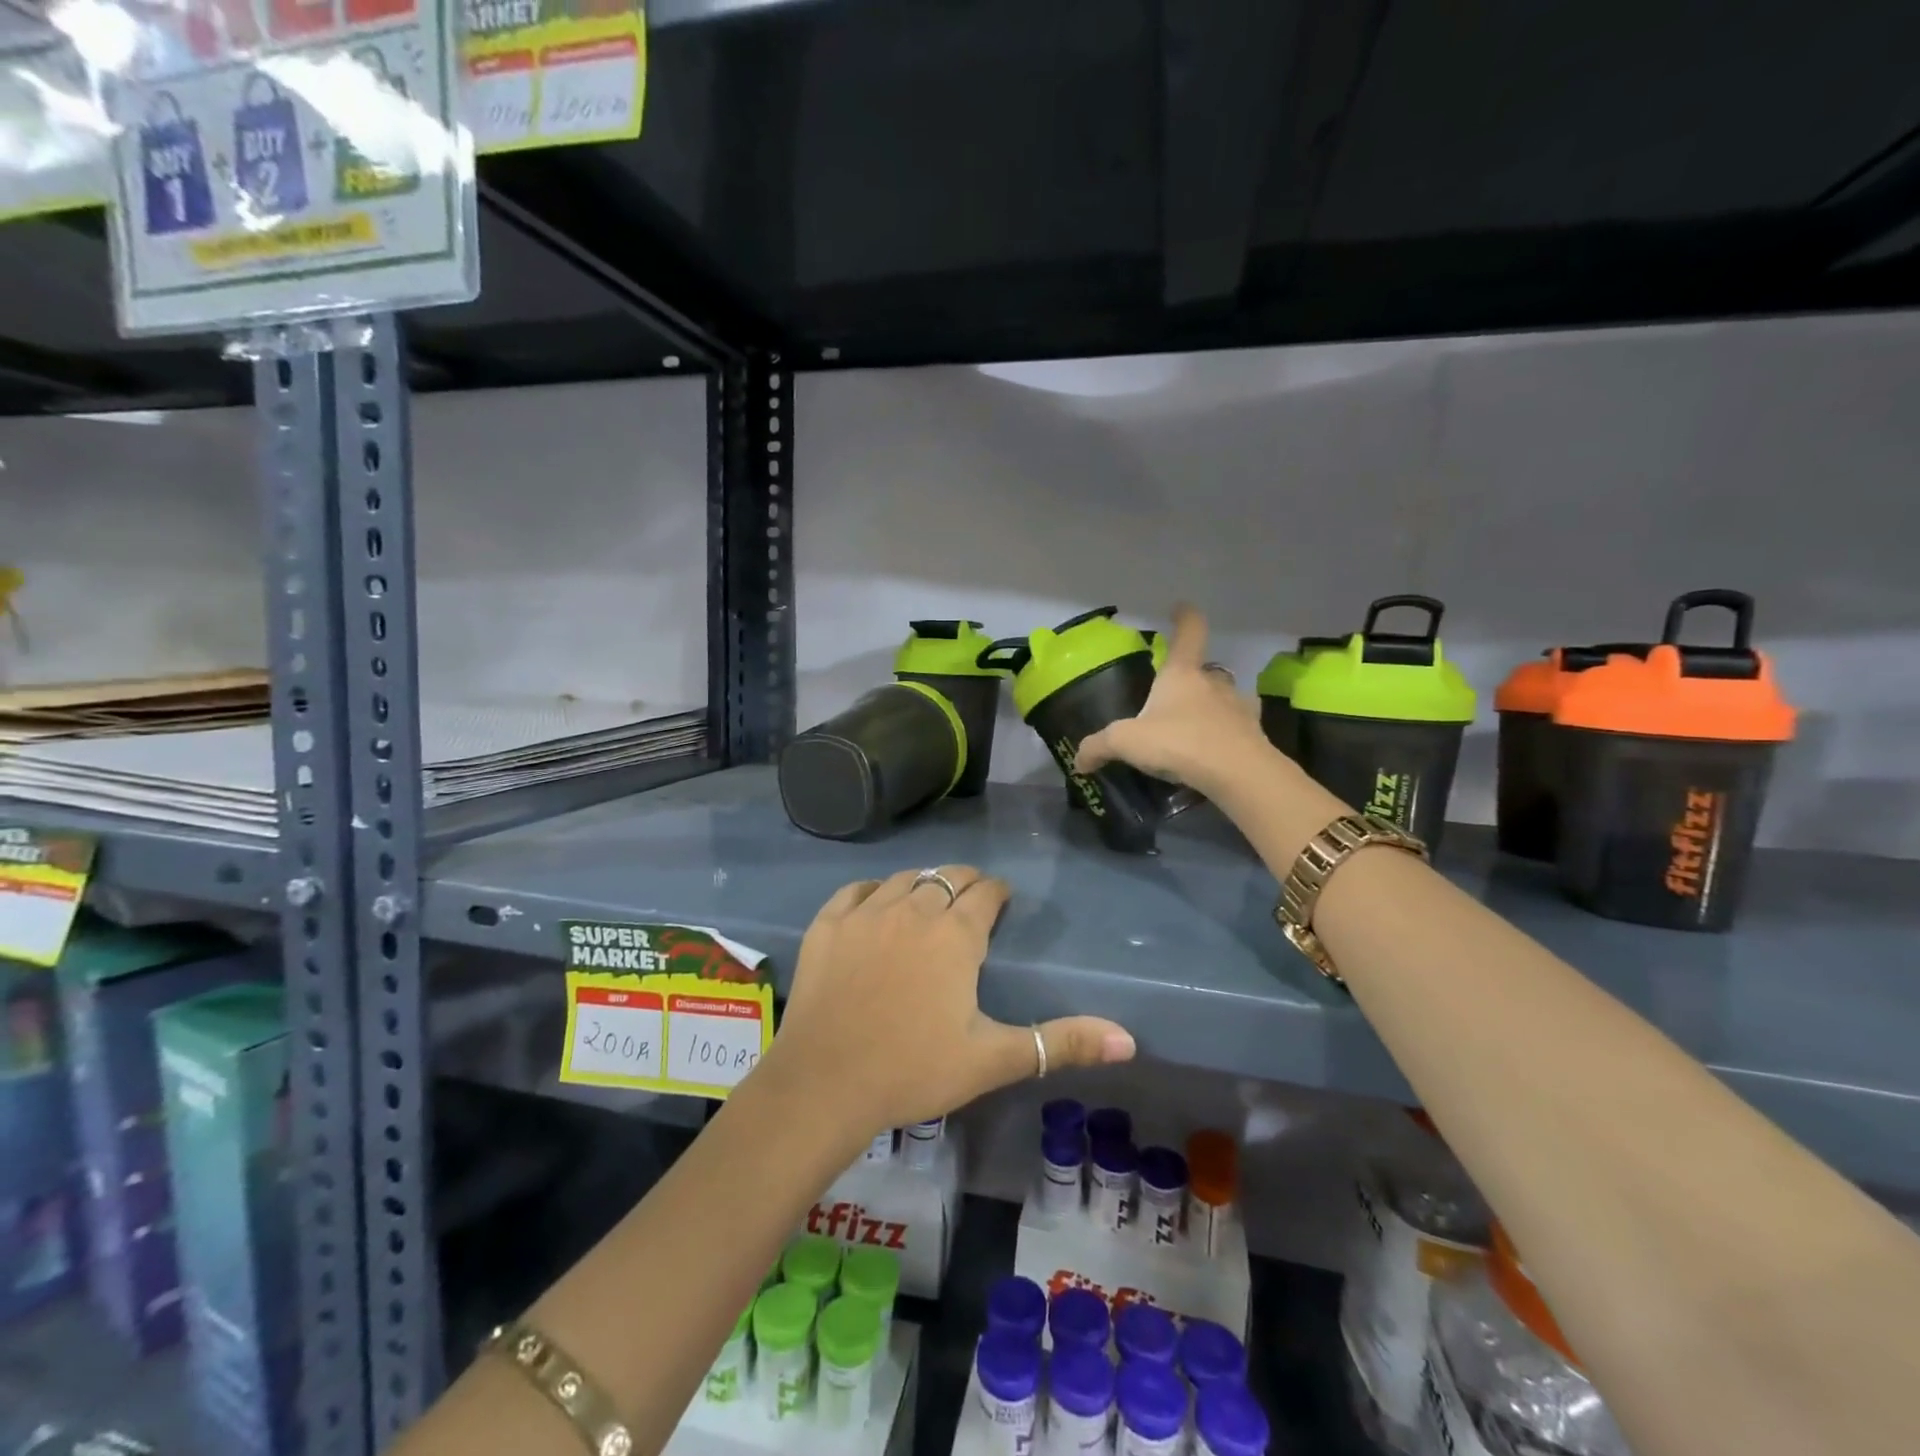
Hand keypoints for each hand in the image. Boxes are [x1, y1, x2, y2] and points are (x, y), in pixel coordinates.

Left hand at [764, 867, 1136, 1139]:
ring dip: (922, 884)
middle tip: (971, 902)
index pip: (985, 892)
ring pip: (904, 879)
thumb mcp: (993, 1058)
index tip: (1002, 901)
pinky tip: (876, 903)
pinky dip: (872, 891)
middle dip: (965, 884)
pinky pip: (855, 891)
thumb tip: (1130, 1039)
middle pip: (946, 877)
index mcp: (955, 935)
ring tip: (929, 900)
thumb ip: (1060, 1043)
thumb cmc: (914, 1069)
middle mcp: (913, 909)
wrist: (824, 1083)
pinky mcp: (827, 924)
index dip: (997, 893)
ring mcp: (866, 913)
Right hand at [1075, 604, 1269, 793]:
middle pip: (1205, 669)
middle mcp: (1213, 682)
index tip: (1179, 609)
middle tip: (1173, 697)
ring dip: (1211, 707)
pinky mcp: (1254, 734)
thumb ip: (1100, 747)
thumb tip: (1079, 760)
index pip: (1189, 631)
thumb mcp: (1127, 742)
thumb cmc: (1180, 742)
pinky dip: (1226, 734)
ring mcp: (1238, 706)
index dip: (1184, 617)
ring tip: (1193, 729)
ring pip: (1224, 698)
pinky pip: (1237, 727)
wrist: (1238, 773)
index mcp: (1182, 674)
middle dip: (1191, 678)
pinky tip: (1214, 752)